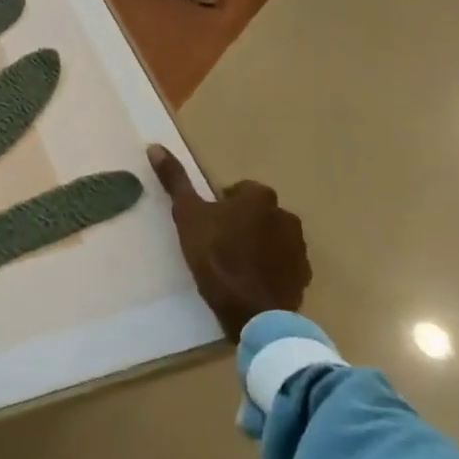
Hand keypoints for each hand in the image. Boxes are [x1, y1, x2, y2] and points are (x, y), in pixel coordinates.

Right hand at [148, 146, 309, 340]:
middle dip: (243, 223)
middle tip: (219, 244)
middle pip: (259, 213)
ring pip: (273, 238)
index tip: (208, 223)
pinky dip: (270, 269)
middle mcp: (286, 216)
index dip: (222, 204)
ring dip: (258, 245)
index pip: (240, 190)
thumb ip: (175, 181)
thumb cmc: (217, 257)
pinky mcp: (303, 277)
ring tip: (234, 265)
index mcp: (259, 198)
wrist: (252, 312)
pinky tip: (251, 283)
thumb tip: (154, 146)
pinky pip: (284, 265)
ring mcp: (298, 248)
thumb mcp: (187, 216)